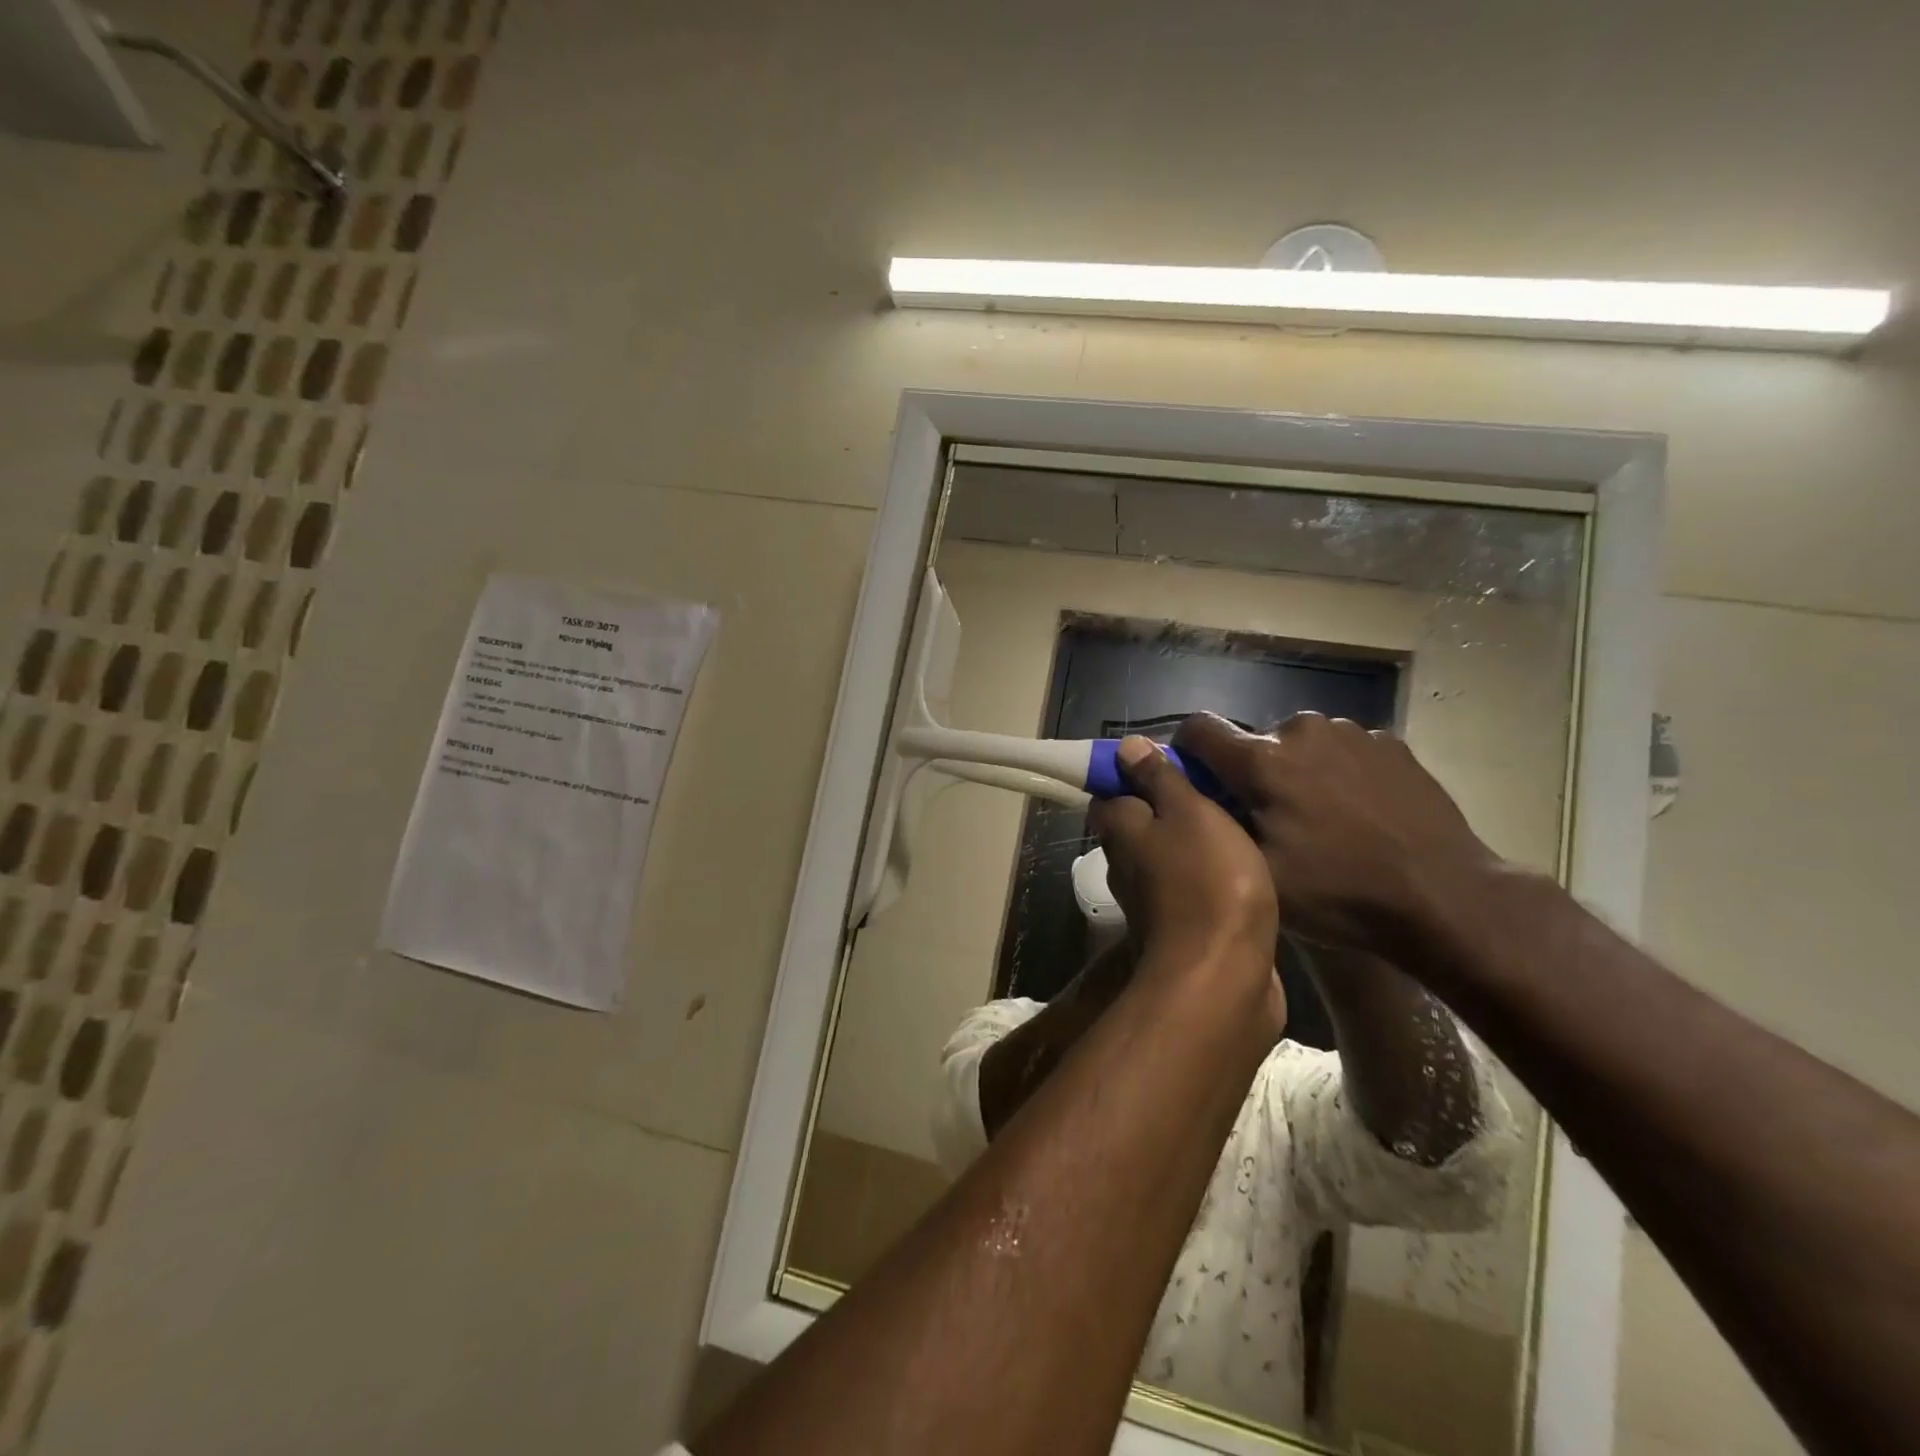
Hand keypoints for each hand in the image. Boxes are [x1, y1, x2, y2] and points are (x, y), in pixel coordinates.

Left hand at [1088, 737, 1277, 977]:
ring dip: (1192, 841)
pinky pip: (1191, 887)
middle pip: (1140, 824)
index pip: (1111, 791)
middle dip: (1170, 806)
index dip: (1136, 773)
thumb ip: (1159, 779)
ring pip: (1167, 856)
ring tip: (1236, 820)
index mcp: (1119, 829)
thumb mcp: (1188, 812)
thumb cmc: (1207, 879)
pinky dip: (1209, 874)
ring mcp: (1151, 899)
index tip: (1175, 765)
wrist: (1224, 974)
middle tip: (1216, 789)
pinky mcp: (1181, 928)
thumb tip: (1124, 748)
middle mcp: (1125, 863)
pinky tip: (1242, 865)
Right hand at [1173, 711, 1500, 953]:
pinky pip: (1341, 749)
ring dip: (1295, 770)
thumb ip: (1215, 823)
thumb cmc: (1340, 892)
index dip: (1186, 749)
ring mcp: (1351, 732)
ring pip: (1299, 744)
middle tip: (1270, 819)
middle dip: (1251, 772)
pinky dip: (1336, 772)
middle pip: (1253, 741)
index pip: (1199, 728)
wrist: (1445, 896)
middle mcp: (1301, 730)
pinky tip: (1358, 812)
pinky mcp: (1389, 743)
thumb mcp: (1258, 872)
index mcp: (1262, 760)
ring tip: (1320, 817)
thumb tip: (1190, 791)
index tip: (1196, 778)